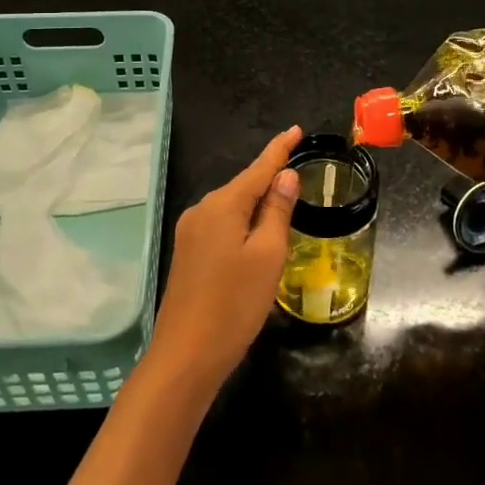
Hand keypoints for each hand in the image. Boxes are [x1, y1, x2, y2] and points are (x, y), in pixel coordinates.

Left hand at [146, 126, 301, 388]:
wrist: (186, 355)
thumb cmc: (234, 303)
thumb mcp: (268, 255)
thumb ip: (276, 211)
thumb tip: (285, 175)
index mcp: (222, 205)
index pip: (258, 168)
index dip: (279, 150)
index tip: (295, 129)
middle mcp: (201, 210)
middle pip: (243, 186)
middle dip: (269, 178)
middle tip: (298, 174)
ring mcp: (190, 233)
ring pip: (231, 208)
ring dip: (256, 204)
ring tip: (283, 205)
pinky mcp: (187, 254)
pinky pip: (221, 225)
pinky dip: (242, 223)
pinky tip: (255, 236)